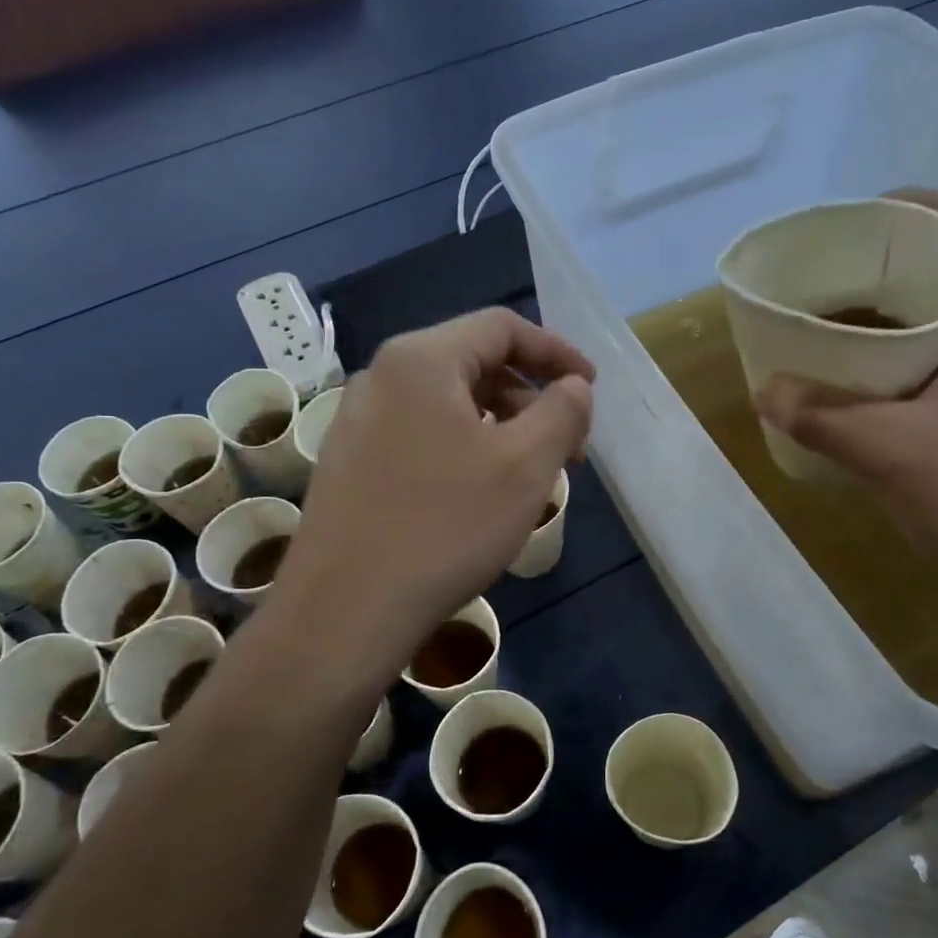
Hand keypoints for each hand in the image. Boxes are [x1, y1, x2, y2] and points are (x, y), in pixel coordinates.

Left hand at [272, 308, 593, 661]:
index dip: (556, 352)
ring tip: (530, 474)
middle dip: (530, 396)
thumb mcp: (525, 466)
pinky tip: (479, 493)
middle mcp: (381, 376)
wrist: (346, 609)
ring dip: (499, 425)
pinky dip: (463, 447)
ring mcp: (356, 421)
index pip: (501, 327)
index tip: (591, 388)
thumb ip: (562, 412)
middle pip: (472, 362)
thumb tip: (574, 386)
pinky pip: (420, 434)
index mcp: (421, 359)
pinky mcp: (348, 462)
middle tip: (568, 444)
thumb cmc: (446, 527)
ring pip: (446, 403)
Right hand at [754, 189, 937, 590]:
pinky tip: (853, 381)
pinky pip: (936, 357)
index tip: (855, 222)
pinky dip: (893, 354)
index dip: (917, 205)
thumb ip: (824, 420)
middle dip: (885, 258)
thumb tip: (767, 390)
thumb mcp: (894, 456)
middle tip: (823, 274)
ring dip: (886, 310)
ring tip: (827, 321)